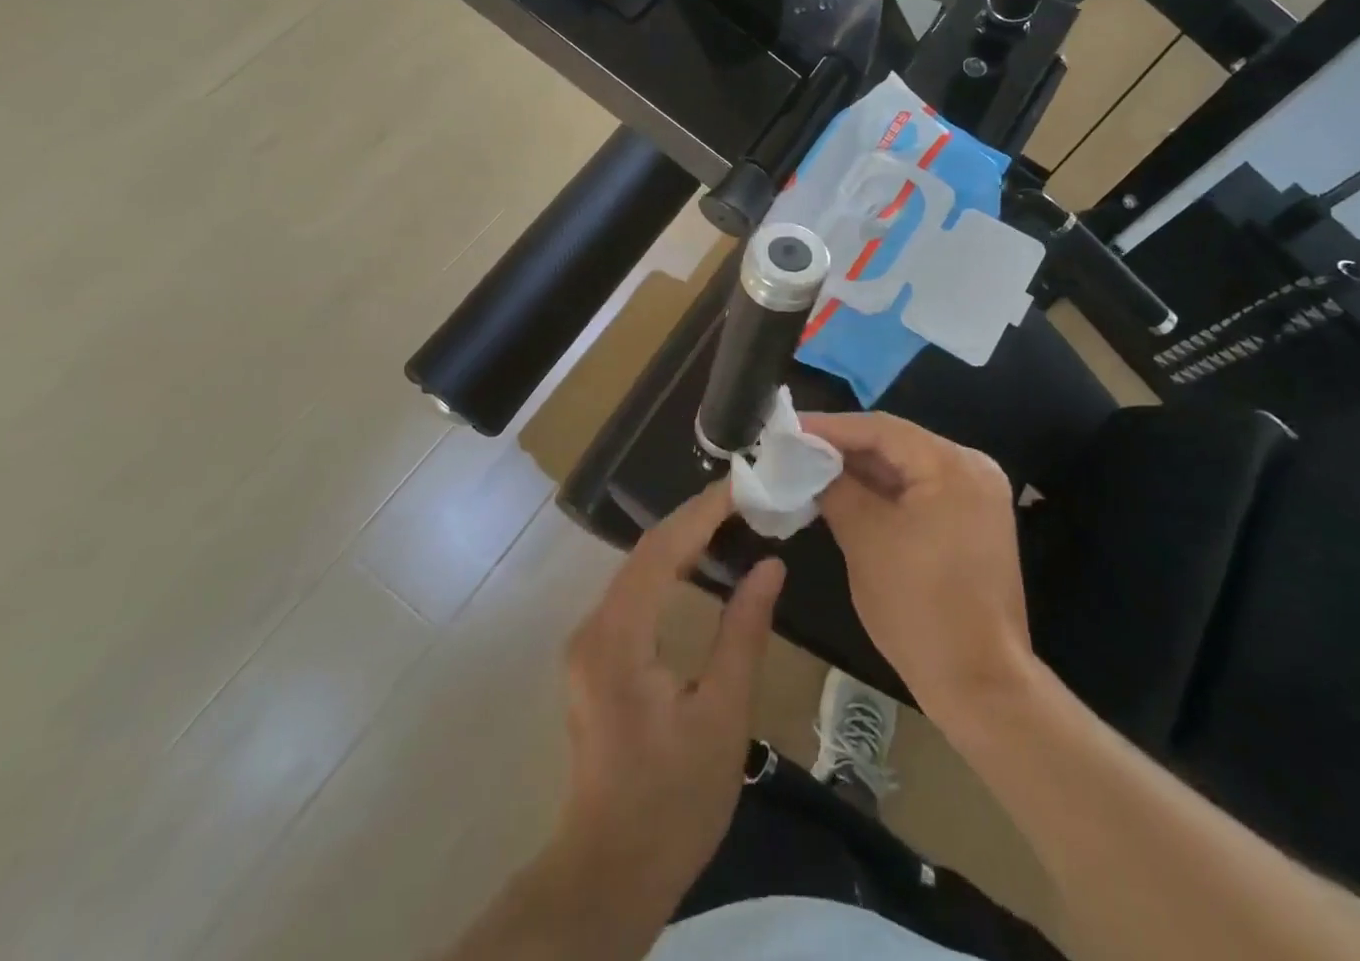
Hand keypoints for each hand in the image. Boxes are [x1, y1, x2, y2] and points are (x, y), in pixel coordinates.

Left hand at [556, 481, 784, 907]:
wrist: (611, 873)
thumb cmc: (673, 800)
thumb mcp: (723, 715)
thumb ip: (744, 632)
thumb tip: (770, 565)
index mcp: (619, 637)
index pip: (661, 550)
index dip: (703, 512)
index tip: (745, 485)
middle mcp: (594, 628)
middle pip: (645, 552)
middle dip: (695, 518)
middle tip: (746, 495)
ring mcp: (589, 643)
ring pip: (638, 569)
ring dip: (682, 539)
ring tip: (732, 517)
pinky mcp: (596, 657)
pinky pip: (634, 592)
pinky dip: (670, 568)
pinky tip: (700, 562)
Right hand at [803, 412, 1033, 718]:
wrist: (980, 684)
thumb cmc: (920, 607)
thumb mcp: (866, 540)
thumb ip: (836, 489)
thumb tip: (808, 462)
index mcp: (953, 465)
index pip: (882, 429)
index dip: (830, 427)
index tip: (788, 428)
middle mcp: (972, 468)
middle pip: (897, 444)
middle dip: (844, 448)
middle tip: (795, 448)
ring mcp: (976, 496)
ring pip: (907, 469)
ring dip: (861, 471)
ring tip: (811, 468)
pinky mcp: (971, 522)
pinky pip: (920, 492)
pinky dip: (884, 493)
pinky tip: (845, 494)